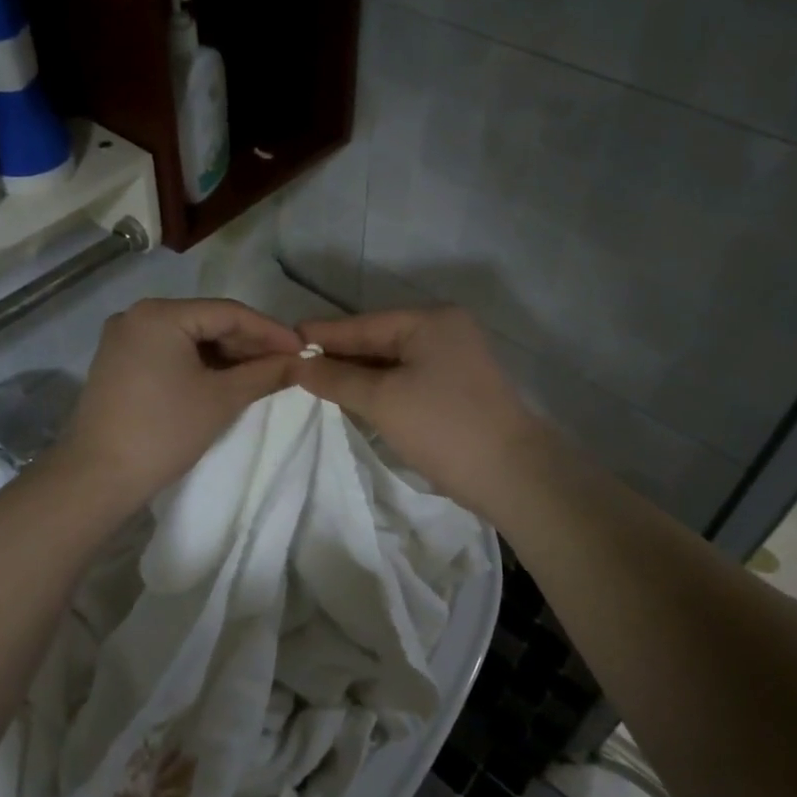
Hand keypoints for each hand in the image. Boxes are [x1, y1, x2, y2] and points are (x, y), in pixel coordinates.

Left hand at [59, 298, 301, 506]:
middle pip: (207, 321)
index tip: (303, 349)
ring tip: (263, 373)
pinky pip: (170, 351)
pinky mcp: (119, 361)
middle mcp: (138, 315)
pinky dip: (200, 363)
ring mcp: (124, 338)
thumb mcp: (222, 399)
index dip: (270, 331)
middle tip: (286, 363)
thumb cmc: (164, 432)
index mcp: (160, 314)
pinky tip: (227, 378)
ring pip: (190, 337)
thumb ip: (265, 373)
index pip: (229, 313)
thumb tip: (301, 362)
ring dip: (227, 354)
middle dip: (248, 343)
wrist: (97, 478)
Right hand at [292, 306, 553, 514]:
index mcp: (431, 321)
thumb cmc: (443, 427)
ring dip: (358, 375)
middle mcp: (445, 331)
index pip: (363, 324)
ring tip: (315, 383)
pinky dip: (380, 389)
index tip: (283, 341)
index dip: (323, 335)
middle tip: (294, 366)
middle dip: (339, 356)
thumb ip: (336, 378)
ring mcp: (455, 360)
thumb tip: (298, 364)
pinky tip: (353, 399)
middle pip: (378, 341)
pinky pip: (407, 380)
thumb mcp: (382, 400)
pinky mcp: (457, 389)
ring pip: (392, 363)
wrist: (513, 476)